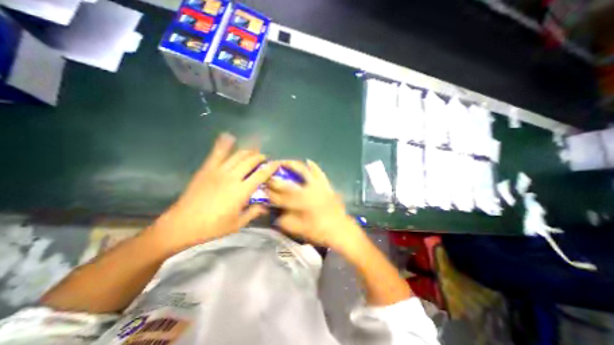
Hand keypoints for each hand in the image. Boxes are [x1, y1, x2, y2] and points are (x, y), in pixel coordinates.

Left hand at [147, 134, 280, 252]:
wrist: (181, 225)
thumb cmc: (212, 227)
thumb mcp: (237, 224)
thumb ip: (254, 212)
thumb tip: (266, 207)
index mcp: (241, 191)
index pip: (261, 174)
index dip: (271, 167)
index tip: (278, 162)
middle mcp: (232, 177)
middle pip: (250, 161)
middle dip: (260, 157)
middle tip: (264, 159)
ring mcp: (218, 171)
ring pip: (237, 155)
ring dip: (248, 151)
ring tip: (253, 152)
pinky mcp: (206, 169)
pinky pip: (217, 153)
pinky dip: (224, 143)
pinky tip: (229, 136)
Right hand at [268, 160, 363, 251]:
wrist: (341, 230)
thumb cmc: (321, 231)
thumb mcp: (301, 230)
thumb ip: (286, 222)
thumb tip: (276, 216)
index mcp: (301, 203)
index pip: (281, 197)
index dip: (270, 194)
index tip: (263, 190)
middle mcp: (309, 191)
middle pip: (289, 182)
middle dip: (276, 179)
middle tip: (268, 174)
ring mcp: (319, 186)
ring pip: (304, 172)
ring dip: (293, 166)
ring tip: (284, 162)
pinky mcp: (326, 186)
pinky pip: (320, 173)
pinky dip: (314, 166)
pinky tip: (309, 161)